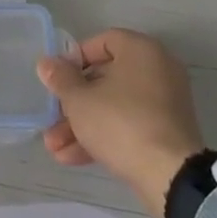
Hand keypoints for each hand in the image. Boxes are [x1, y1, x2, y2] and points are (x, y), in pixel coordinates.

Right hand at [37, 29, 205, 217]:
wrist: (170, 176)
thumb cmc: (121, 123)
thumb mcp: (80, 100)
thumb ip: (60, 79)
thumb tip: (46, 63)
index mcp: (141, 50)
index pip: (102, 41)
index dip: (75, 58)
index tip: (57, 79)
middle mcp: (157, 69)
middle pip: (105, 78)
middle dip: (73, 103)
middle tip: (51, 119)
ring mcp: (165, 103)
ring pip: (114, 106)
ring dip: (83, 125)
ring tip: (54, 148)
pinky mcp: (167, 132)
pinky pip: (130, 125)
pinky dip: (104, 136)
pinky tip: (72, 158)